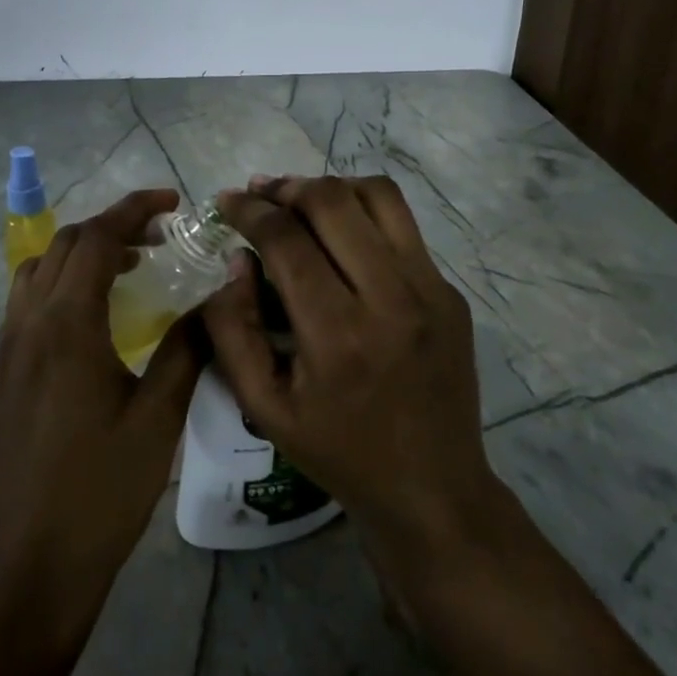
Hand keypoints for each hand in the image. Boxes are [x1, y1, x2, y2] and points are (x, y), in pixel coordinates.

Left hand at [0, 187, 203, 649]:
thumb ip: (188, 346)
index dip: (135, 208)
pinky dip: (64, 280)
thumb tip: (218, 297)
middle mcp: (30, 321)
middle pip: (66, 243)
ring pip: (42, 266)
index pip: (98, 237)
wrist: (29, 565)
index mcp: (67, 323)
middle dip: (113, 226)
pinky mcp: (6, 370)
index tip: (173, 201)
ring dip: (84, 251)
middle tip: (161, 238)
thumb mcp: (159, 417)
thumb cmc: (100, 490)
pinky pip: (31, 298)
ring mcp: (11, 346)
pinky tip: (97, 313)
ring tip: (131, 267)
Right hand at [204, 175, 504, 559]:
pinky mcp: (450, 291)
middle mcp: (390, 299)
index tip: (226, 202)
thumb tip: (236, 261)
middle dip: (285, 187)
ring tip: (299, 199)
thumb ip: (232, 330)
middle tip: (259, 194)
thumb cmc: (338, 452)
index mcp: (337, 336)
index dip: (249, 211)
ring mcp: (430, 290)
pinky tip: (341, 233)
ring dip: (329, 187)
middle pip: (332, 203)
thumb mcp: (263, 407)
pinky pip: (403, 226)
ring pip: (377, 197)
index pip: (286, 240)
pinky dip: (363, 212)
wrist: (433, 488)